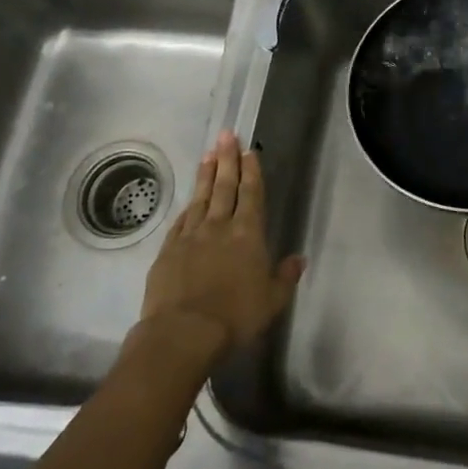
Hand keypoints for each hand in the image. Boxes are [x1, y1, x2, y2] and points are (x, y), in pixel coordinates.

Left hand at [140, 132, 302, 357]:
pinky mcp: (168, 251)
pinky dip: (187, 207)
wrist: (182, 333)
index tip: (249, 150)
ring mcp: (190, 236)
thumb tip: (299, 259)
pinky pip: (181, 221)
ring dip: (206, 175)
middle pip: (225, 187)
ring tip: (208, 154)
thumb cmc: (235, 317)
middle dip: (228, 159)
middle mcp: (219, 227)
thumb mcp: (272, 301)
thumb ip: (285, 277)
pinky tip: (189, 201)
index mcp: (248, 235)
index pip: (252, 194)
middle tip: (226, 135)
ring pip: (201, 198)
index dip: (252, 171)